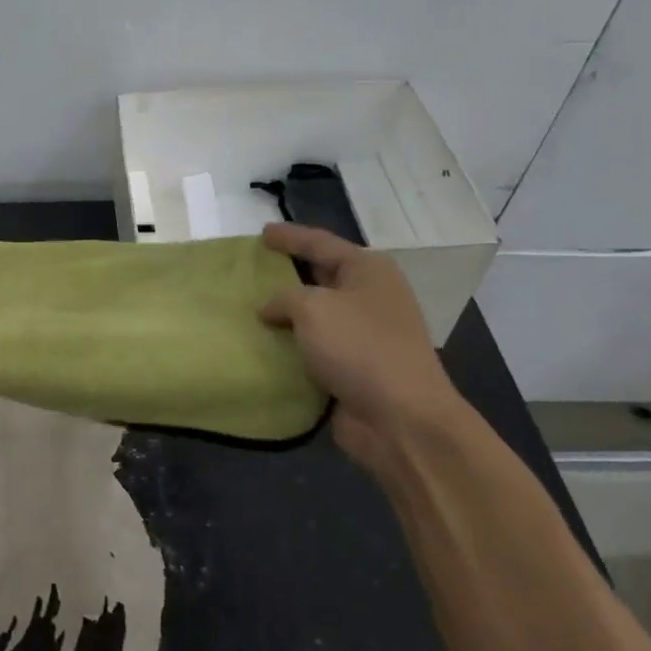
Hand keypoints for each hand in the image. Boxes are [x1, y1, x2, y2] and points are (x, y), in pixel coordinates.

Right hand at [258, 222, 464, 471]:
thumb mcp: (313, 308)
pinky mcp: (355, 368)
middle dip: (288, 273)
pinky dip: (292, 347)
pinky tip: (264, 346)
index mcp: (368, 270)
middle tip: (254, 269)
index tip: (261, 233)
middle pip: (321, 276)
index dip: (289, 237)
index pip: (320, 243)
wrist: (401, 418)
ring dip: (287, 315)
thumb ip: (283, 298)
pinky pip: (315, 349)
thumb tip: (270, 308)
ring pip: (316, 315)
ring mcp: (365, 334)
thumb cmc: (360, 347)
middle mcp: (370, 297)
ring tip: (250, 309)